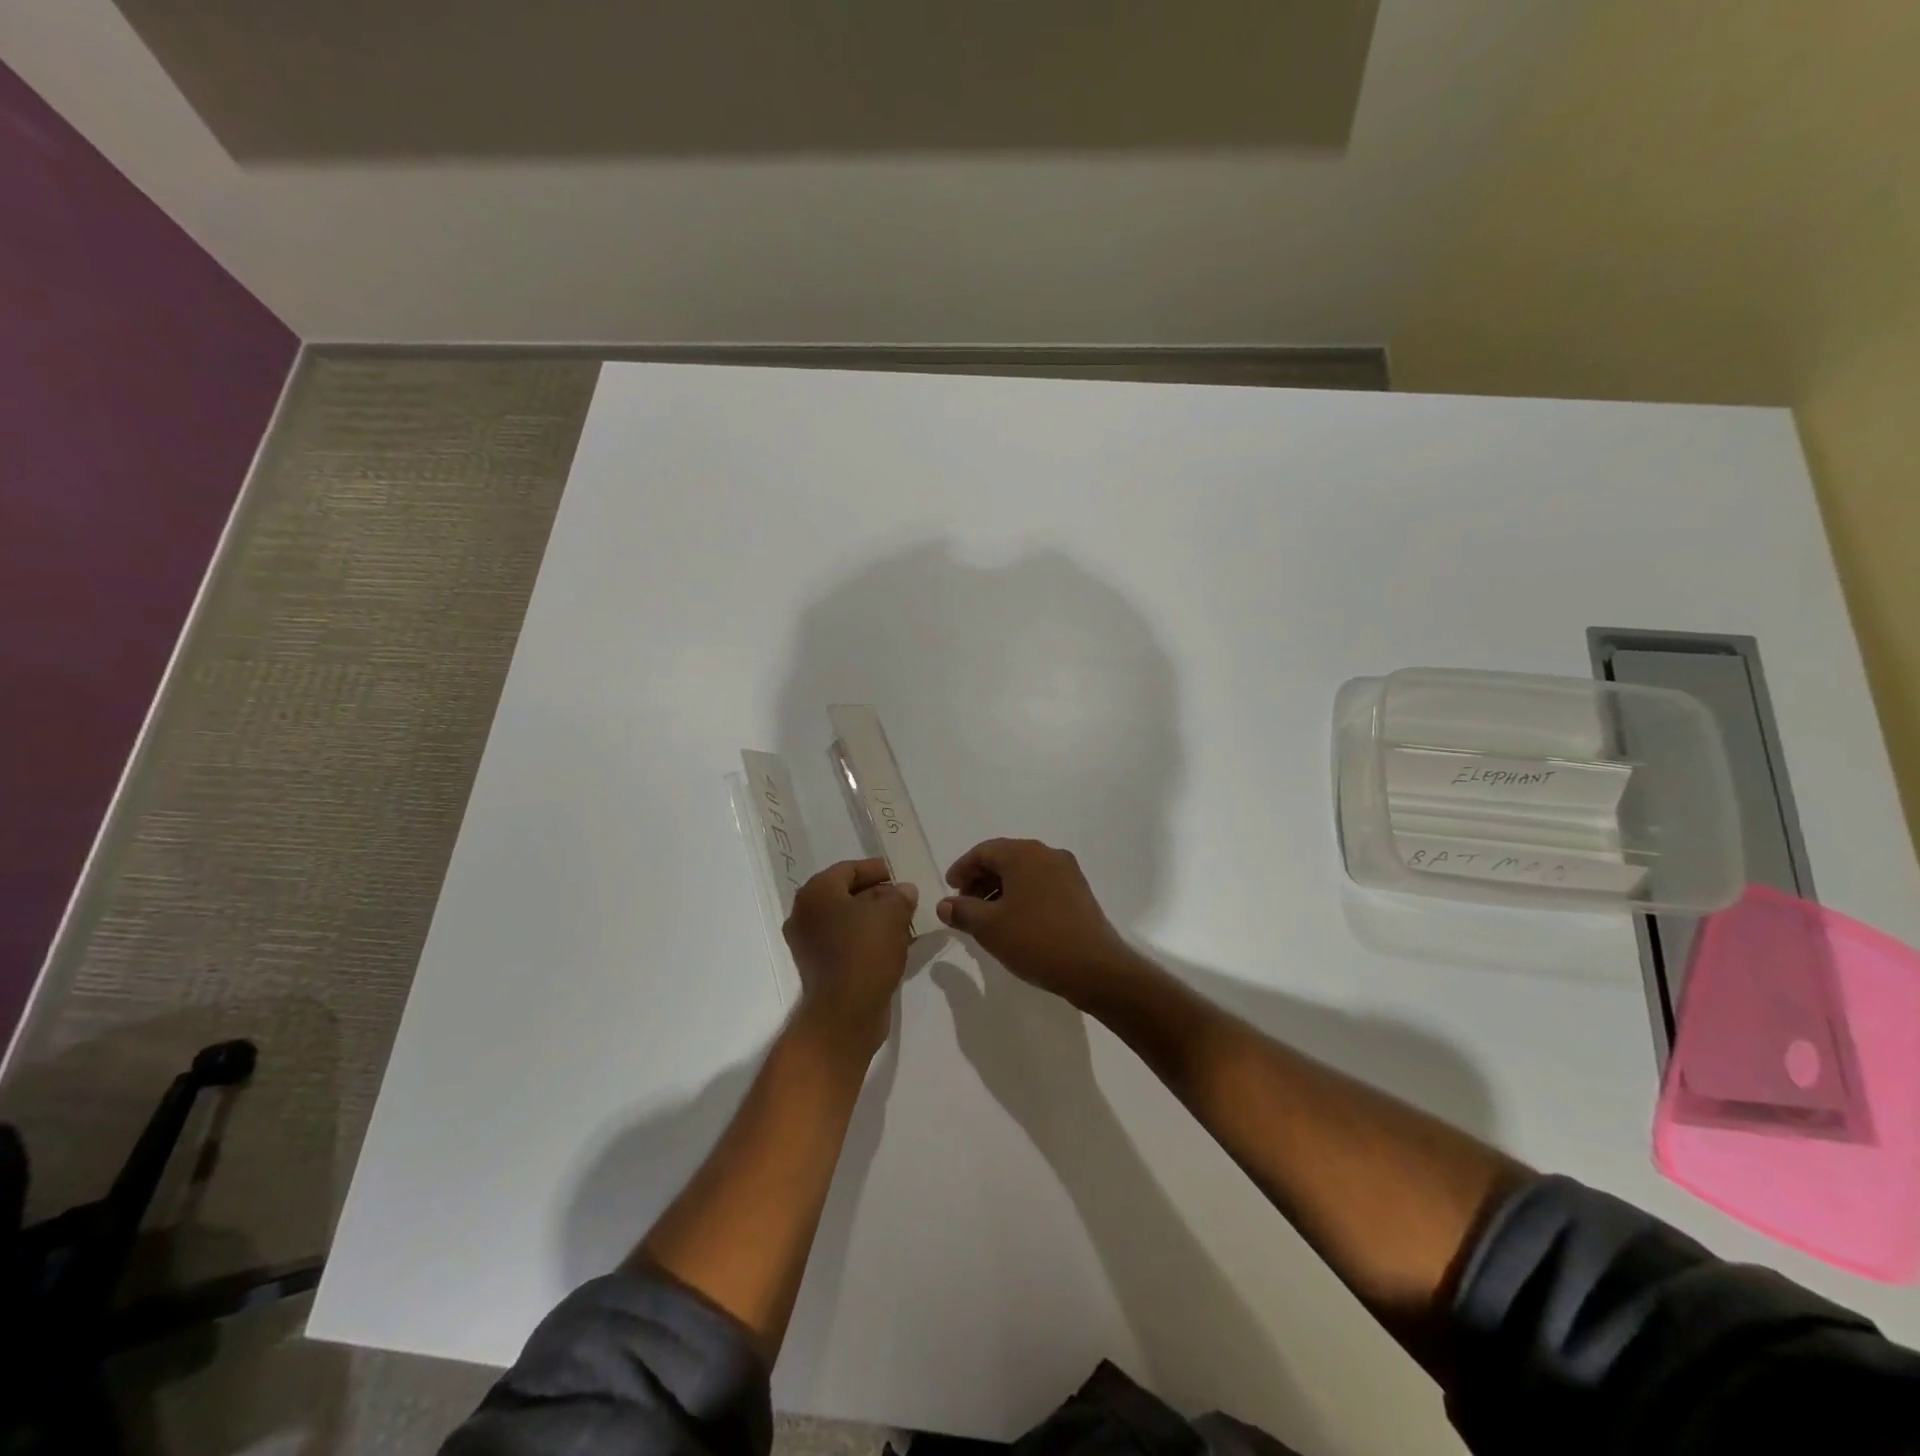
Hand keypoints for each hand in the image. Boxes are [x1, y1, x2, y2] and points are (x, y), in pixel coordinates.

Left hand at [783, 859, 917, 1056]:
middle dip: (876, 895)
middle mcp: (805, 915)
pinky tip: (893, 944)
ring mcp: (809, 945)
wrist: (845, 1013)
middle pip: (845, 895)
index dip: (874, 869)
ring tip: (904, 921)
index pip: (847, 869)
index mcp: (816, 893)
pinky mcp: (819, 969)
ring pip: (846, 921)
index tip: (896, 874)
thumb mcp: (892, 913)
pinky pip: (846, 944)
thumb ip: (900, 896)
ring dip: (874, 919)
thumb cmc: (865, 951)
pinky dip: (867, 940)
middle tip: (903, 898)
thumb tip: (903, 891)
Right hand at [936, 839, 1147, 1010]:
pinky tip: (1015, 922)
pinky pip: (1041, 884)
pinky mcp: (1079, 892)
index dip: (962, 869)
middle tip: (965, 906)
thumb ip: (962, 911)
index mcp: (1024, 854)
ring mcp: (1067, 872)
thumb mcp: (989, 927)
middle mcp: (1048, 854)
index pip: (984, 851)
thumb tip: (944, 905)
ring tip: (988, 918)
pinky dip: (1022, 896)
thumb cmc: (1035, 940)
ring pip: (1024, 872)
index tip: (950, 891)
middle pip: (1005, 858)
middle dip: (981, 880)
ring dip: (1001, 889)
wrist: (1094, 967)